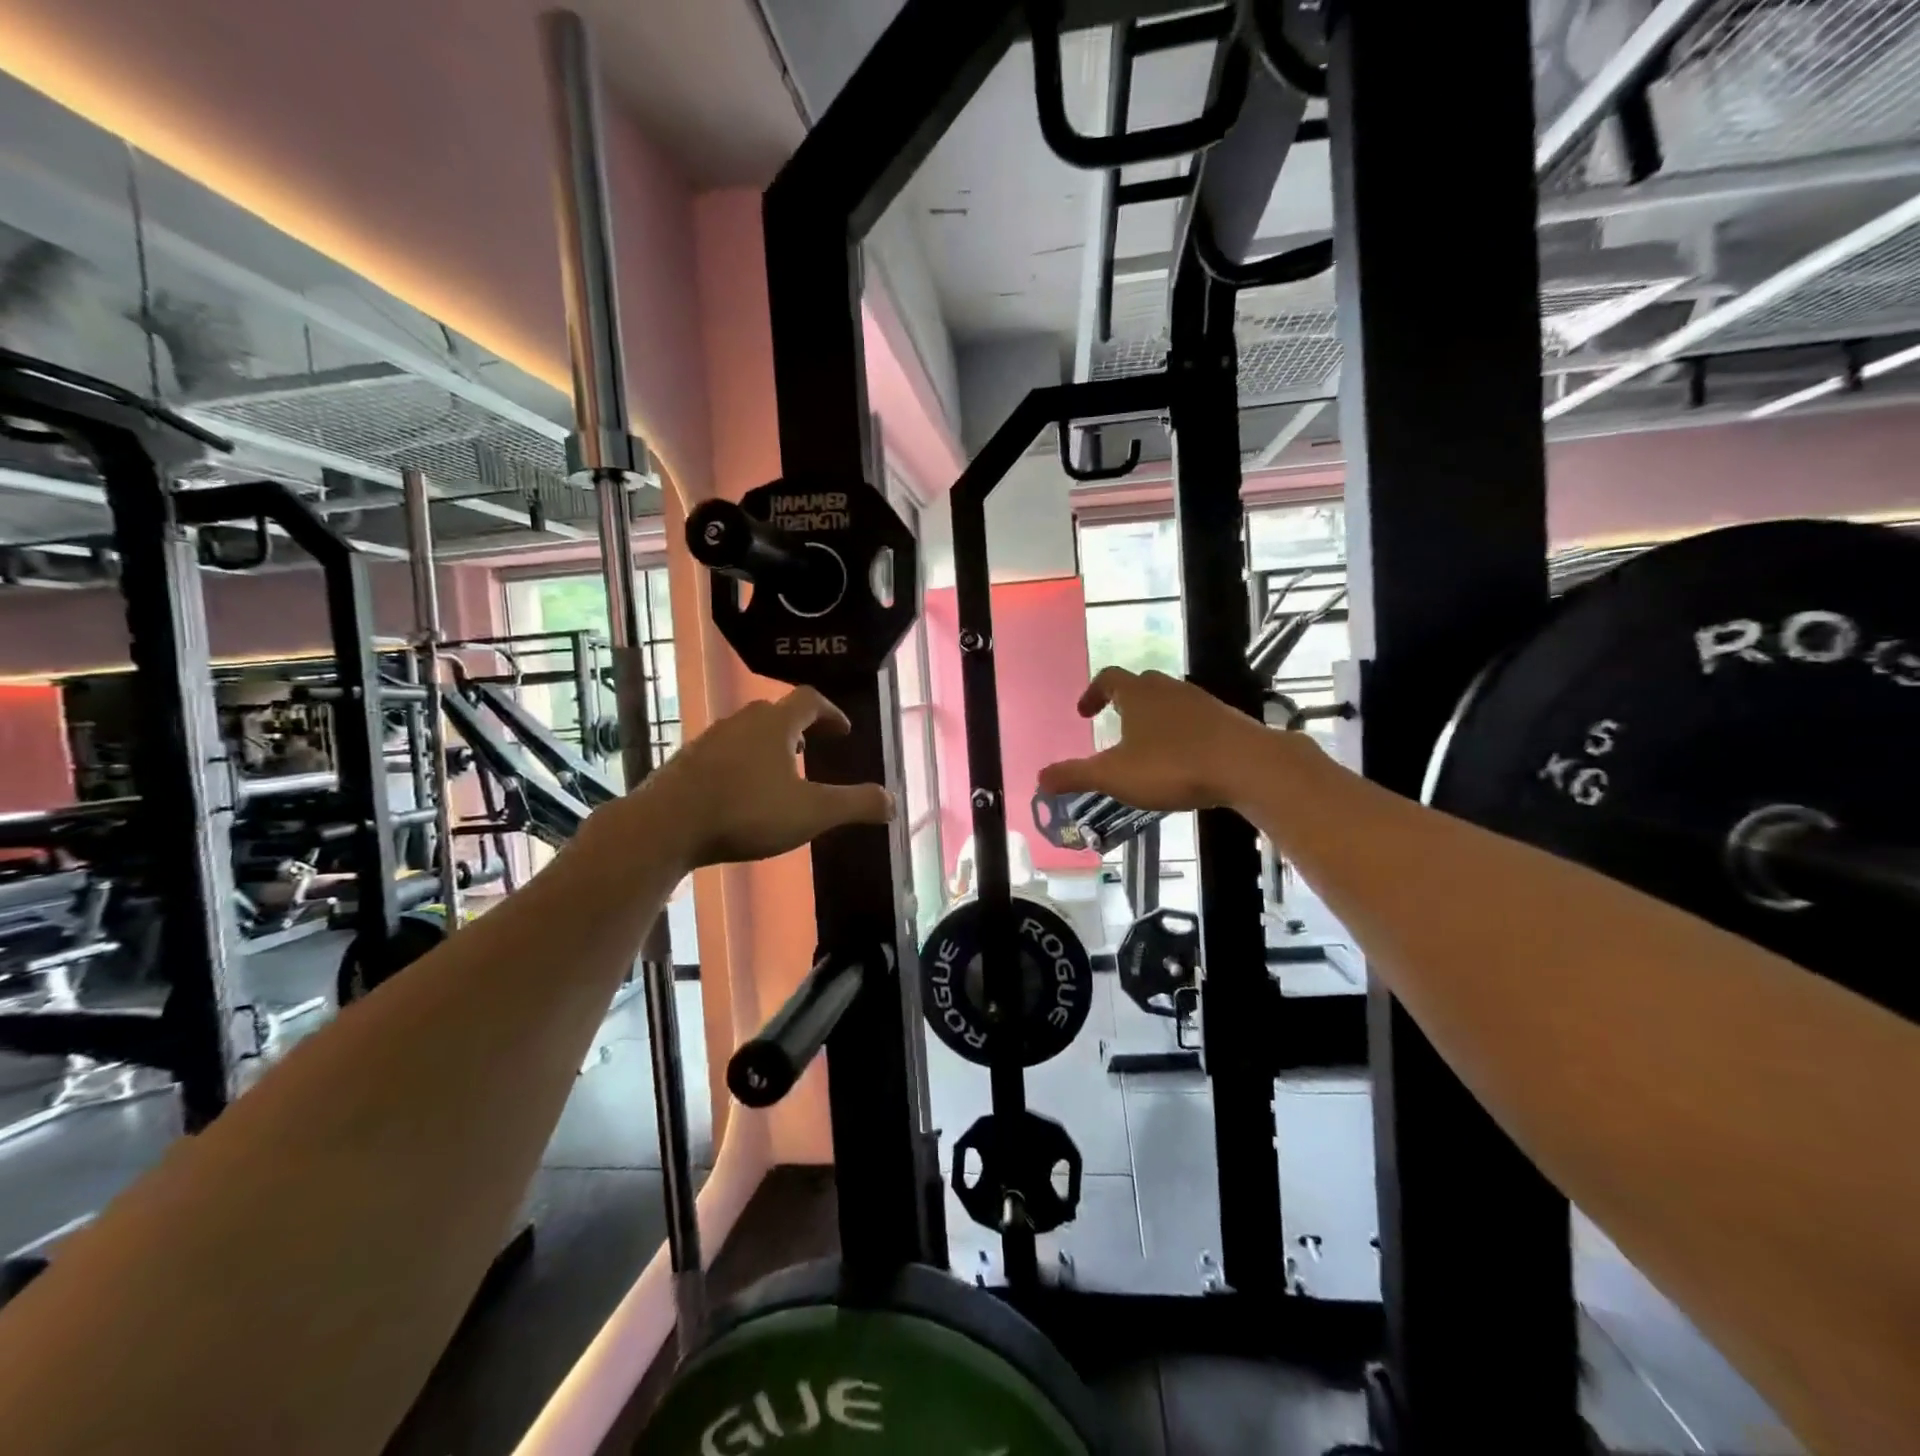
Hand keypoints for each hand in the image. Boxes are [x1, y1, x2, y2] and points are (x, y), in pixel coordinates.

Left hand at [635, 688, 894, 868]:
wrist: (665, 826)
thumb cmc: (746, 812)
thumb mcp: (811, 813)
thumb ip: (855, 805)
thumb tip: (893, 801)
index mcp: (775, 725)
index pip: (809, 700)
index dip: (831, 712)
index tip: (843, 730)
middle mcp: (741, 723)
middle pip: (775, 712)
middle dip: (799, 727)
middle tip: (813, 746)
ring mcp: (708, 741)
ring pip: (746, 732)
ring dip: (768, 744)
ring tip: (779, 771)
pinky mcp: (685, 763)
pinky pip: (722, 753)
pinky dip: (740, 762)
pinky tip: (740, 792)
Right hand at [1038, 668, 1281, 811]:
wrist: (1247, 765)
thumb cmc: (1172, 765)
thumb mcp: (1114, 776)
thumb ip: (1075, 776)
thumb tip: (1039, 778)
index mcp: (1137, 694)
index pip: (1108, 679)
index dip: (1093, 693)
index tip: (1085, 712)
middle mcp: (1168, 689)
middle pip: (1141, 685)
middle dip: (1125, 703)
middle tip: (1116, 726)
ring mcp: (1201, 701)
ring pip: (1170, 701)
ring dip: (1154, 717)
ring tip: (1148, 746)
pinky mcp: (1227, 719)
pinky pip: (1195, 719)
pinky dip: (1182, 732)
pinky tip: (1183, 759)